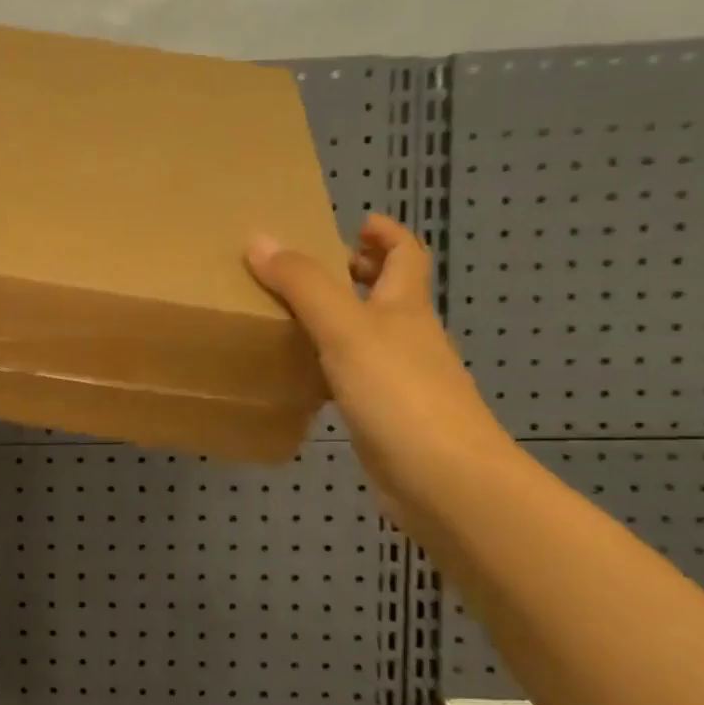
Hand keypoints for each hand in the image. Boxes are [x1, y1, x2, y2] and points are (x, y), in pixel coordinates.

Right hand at [245, 214, 512, 532]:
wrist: (444, 481)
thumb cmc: (399, 394)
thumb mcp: (345, 329)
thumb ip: (303, 285)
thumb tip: (259, 239)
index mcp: (405, 309)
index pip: (406, 257)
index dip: (386, 235)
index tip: (357, 223)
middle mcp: (408, 339)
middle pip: (390, 294)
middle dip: (360, 274)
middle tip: (313, 269)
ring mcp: (402, 381)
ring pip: (371, 338)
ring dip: (341, 321)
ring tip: (292, 318)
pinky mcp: (387, 418)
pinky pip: (356, 378)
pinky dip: (333, 367)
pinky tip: (302, 377)